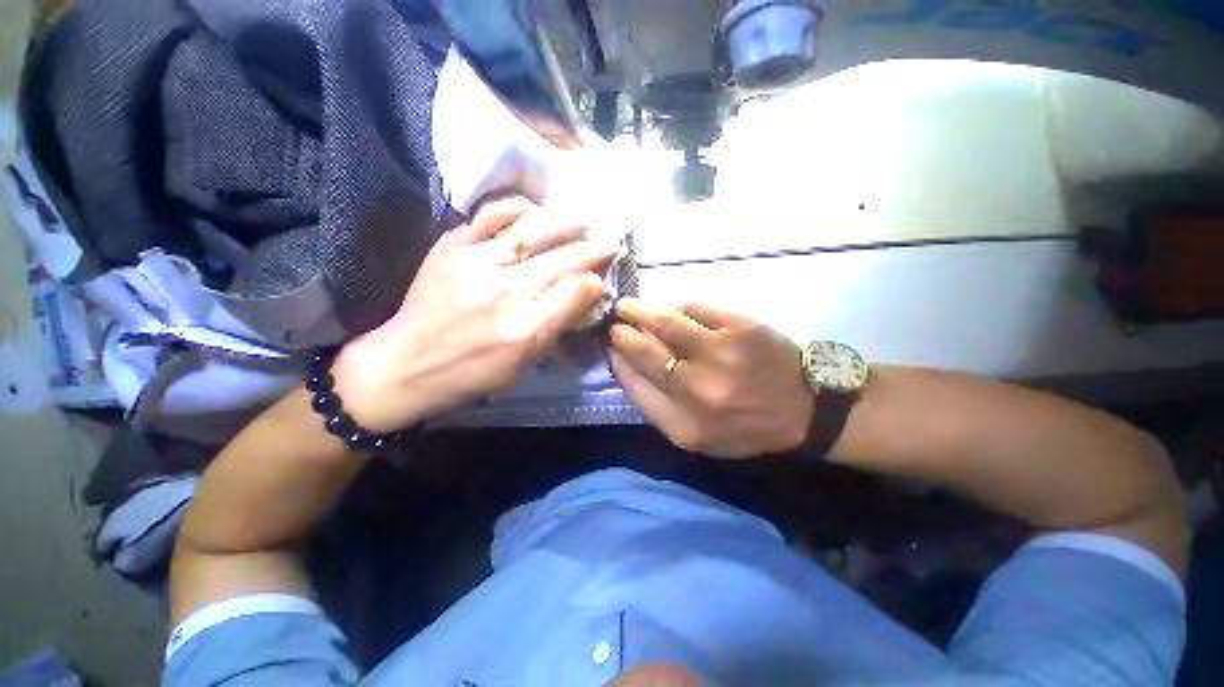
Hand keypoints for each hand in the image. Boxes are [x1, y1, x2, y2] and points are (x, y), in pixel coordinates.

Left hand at [332, 197, 616, 432]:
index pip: (576, 292)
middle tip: (611, 240)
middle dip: (593, 248)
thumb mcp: (523, 365)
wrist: (406, 364)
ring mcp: (476, 264)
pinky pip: (490, 216)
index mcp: (525, 329)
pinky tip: (534, 210)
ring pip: (532, 232)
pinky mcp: (451, 248)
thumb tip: (582, 297)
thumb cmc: (472, 373)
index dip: (596, 280)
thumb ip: (556, 329)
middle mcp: (506, 292)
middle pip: (561, 260)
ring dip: (565, 223)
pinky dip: (517, 208)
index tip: (605, 274)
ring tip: (583, 220)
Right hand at [610, 299, 814, 458]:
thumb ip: (658, 405)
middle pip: (646, 352)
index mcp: (684, 425)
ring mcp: (720, 354)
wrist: (805, 411)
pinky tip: (669, 307)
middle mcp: (698, 390)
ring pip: (666, 322)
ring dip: (640, 310)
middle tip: (615, 324)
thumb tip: (626, 364)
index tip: (610, 349)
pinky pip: (696, 307)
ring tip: (628, 306)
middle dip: (623, 334)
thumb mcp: (697, 435)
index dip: (618, 362)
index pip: (635, 386)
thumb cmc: (744, 426)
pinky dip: (676, 305)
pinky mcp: (741, 327)